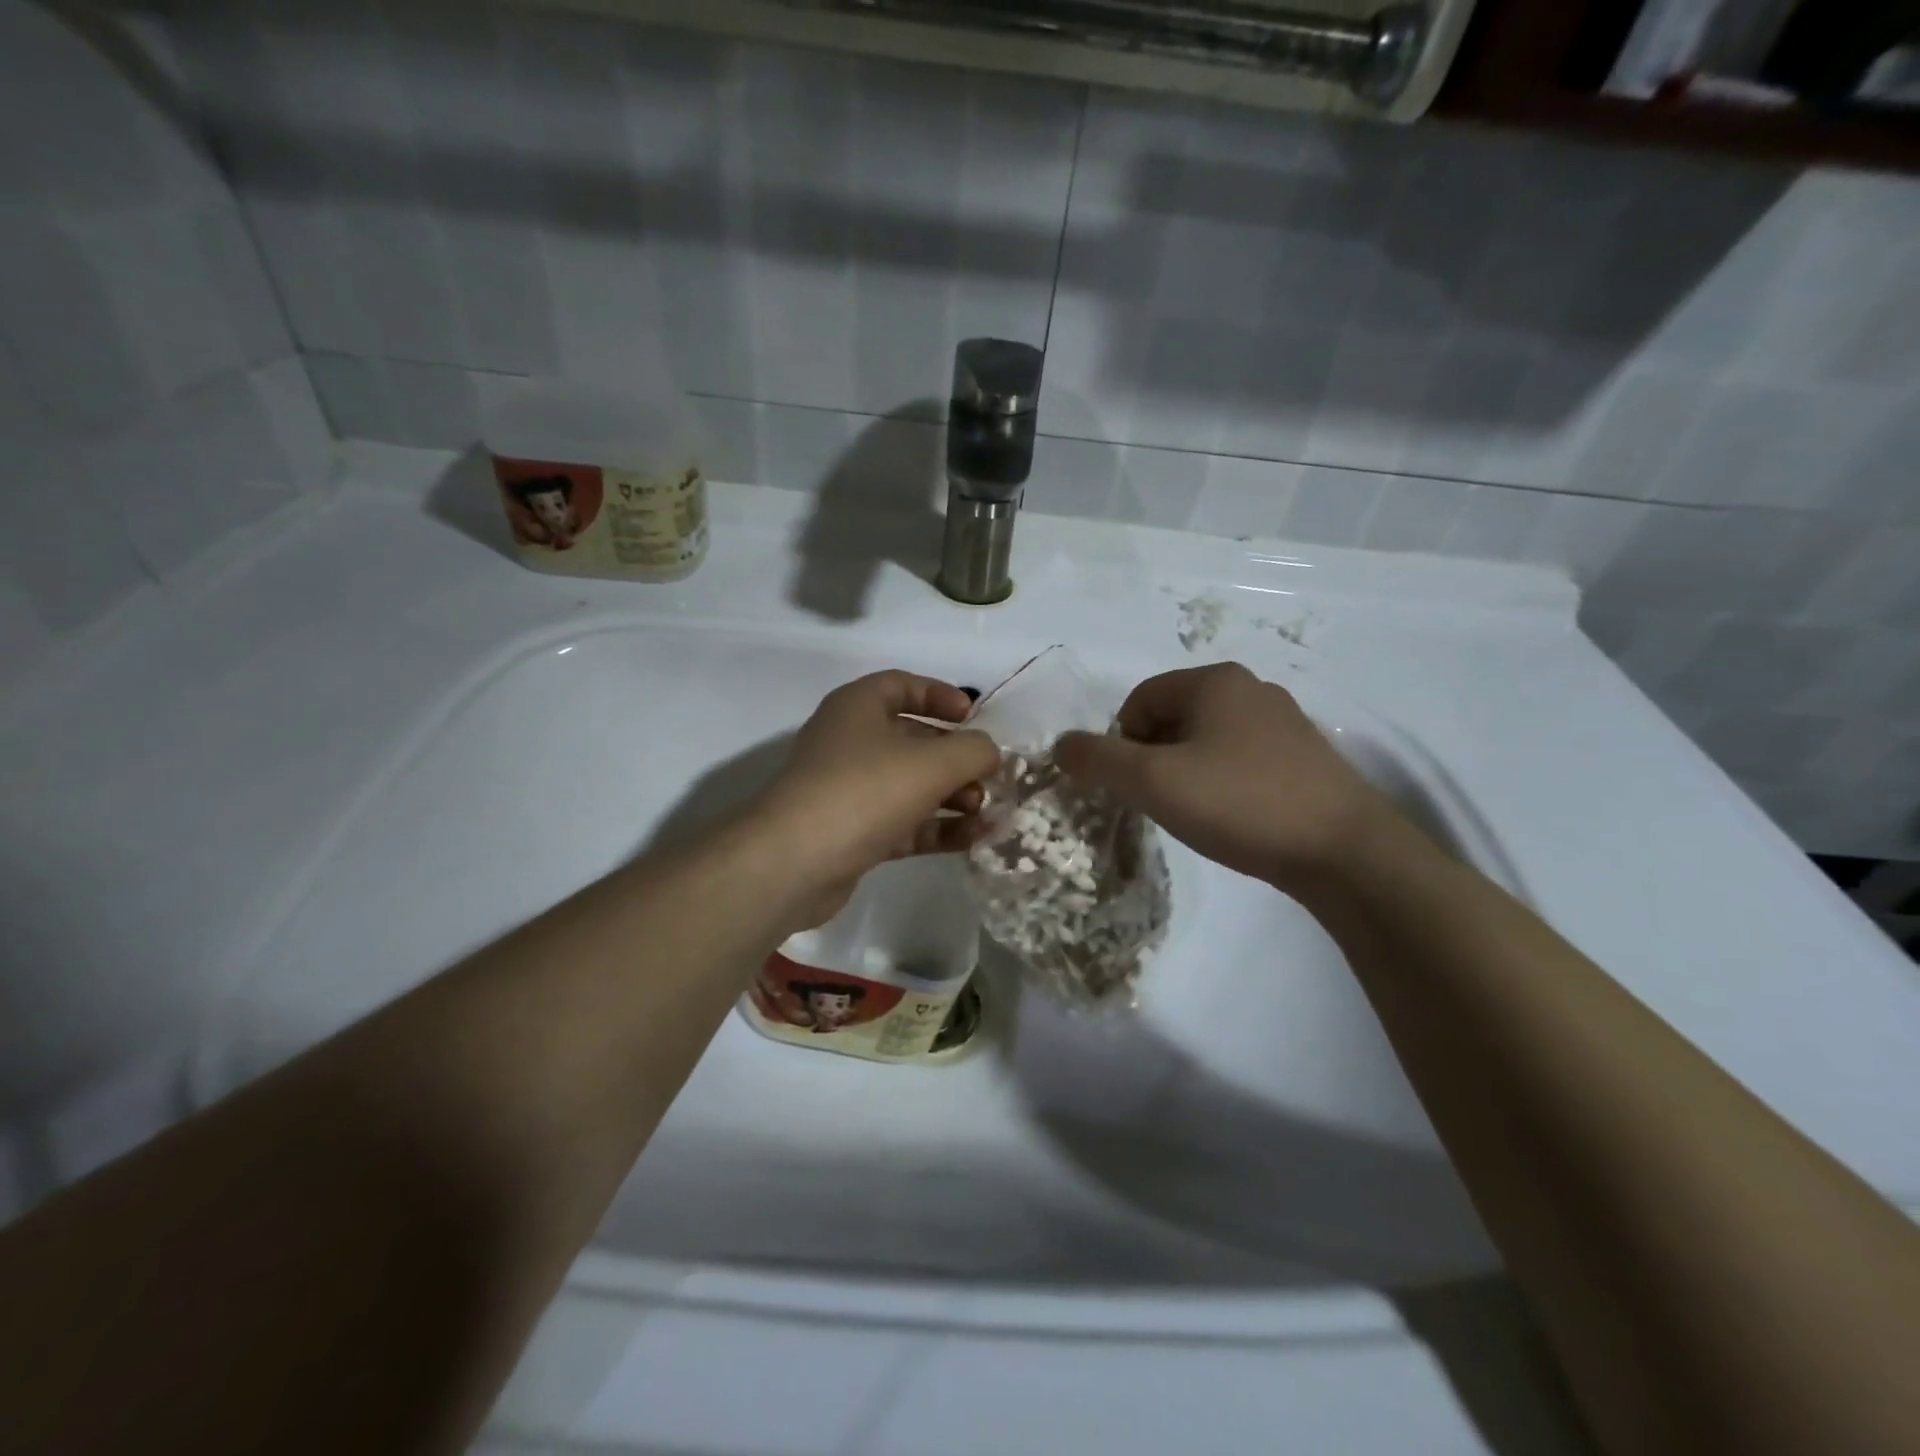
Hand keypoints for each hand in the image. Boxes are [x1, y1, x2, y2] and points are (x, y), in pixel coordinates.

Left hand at [752, 672, 999, 922]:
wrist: (794, 862)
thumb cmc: (865, 791)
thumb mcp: (932, 762)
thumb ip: (973, 750)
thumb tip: (989, 753)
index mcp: (859, 707)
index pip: (902, 685)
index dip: (941, 695)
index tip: (974, 717)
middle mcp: (850, 742)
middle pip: (913, 739)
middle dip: (956, 757)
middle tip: (989, 776)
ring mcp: (849, 790)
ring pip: (910, 785)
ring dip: (952, 796)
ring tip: (986, 812)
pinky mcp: (853, 833)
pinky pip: (904, 822)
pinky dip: (937, 827)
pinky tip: (973, 839)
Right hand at [1053, 663, 1401, 890]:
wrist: (1345, 852)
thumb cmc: (1240, 803)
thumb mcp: (1153, 782)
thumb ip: (1098, 760)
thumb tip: (1061, 745)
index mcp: (1214, 681)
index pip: (1139, 699)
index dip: (1120, 742)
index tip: (1128, 786)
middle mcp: (1251, 689)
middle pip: (1172, 717)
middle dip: (1152, 758)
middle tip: (1156, 802)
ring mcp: (1284, 722)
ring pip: (1207, 740)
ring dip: (1184, 772)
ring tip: (1193, 813)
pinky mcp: (1306, 757)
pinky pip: (1240, 759)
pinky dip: (1221, 783)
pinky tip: (1231, 817)